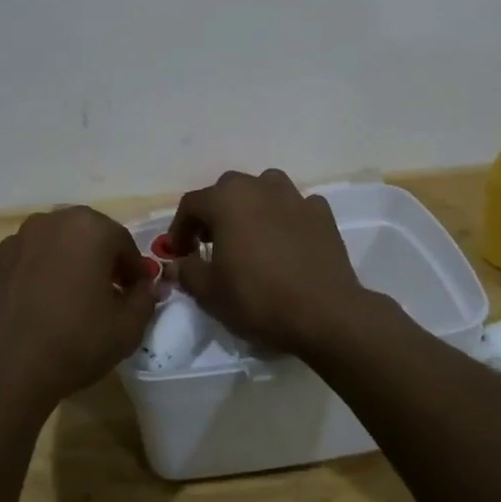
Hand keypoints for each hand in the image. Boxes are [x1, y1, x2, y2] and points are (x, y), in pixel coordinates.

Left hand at [0, 206, 155, 414]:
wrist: (4, 370)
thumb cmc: (75, 342)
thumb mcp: (128, 328)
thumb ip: (145, 299)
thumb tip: (145, 288)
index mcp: (88, 228)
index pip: (122, 242)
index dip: (133, 269)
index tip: (136, 293)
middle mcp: (48, 223)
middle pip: (84, 237)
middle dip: (98, 261)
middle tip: (105, 295)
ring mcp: (12, 243)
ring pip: (49, 248)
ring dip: (62, 267)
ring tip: (66, 304)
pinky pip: (20, 268)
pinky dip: (31, 281)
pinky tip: (33, 312)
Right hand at [168, 169, 369, 355]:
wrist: (325, 314)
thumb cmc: (258, 298)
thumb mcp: (209, 292)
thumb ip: (186, 272)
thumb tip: (175, 264)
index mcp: (226, 200)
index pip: (191, 204)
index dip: (179, 229)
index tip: (179, 254)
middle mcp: (260, 187)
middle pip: (227, 190)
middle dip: (215, 214)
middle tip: (212, 244)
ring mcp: (295, 197)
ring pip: (265, 189)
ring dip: (253, 207)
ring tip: (251, 236)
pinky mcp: (323, 214)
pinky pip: (297, 207)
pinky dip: (287, 218)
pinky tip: (287, 241)